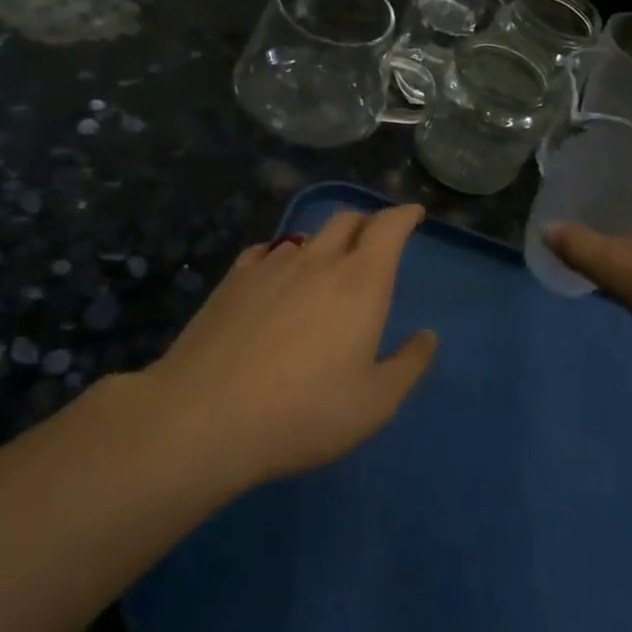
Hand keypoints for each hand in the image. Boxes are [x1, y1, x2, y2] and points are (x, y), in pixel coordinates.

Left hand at [150, 204, 437, 484]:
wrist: (204, 418)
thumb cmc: (304, 413)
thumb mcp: (375, 403)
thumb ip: (409, 365)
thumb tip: (427, 336)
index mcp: (361, 282)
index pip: (388, 227)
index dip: (404, 215)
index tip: (414, 214)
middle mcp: (318, 261)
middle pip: (347, 220)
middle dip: (368, 222)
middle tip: (376, 238)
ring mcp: (270, 266)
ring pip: (306, 236)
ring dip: (325, 240)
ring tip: (327, 260)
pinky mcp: (232, 281)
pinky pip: (266, 252)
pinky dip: (282, 255)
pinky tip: (275, 273)